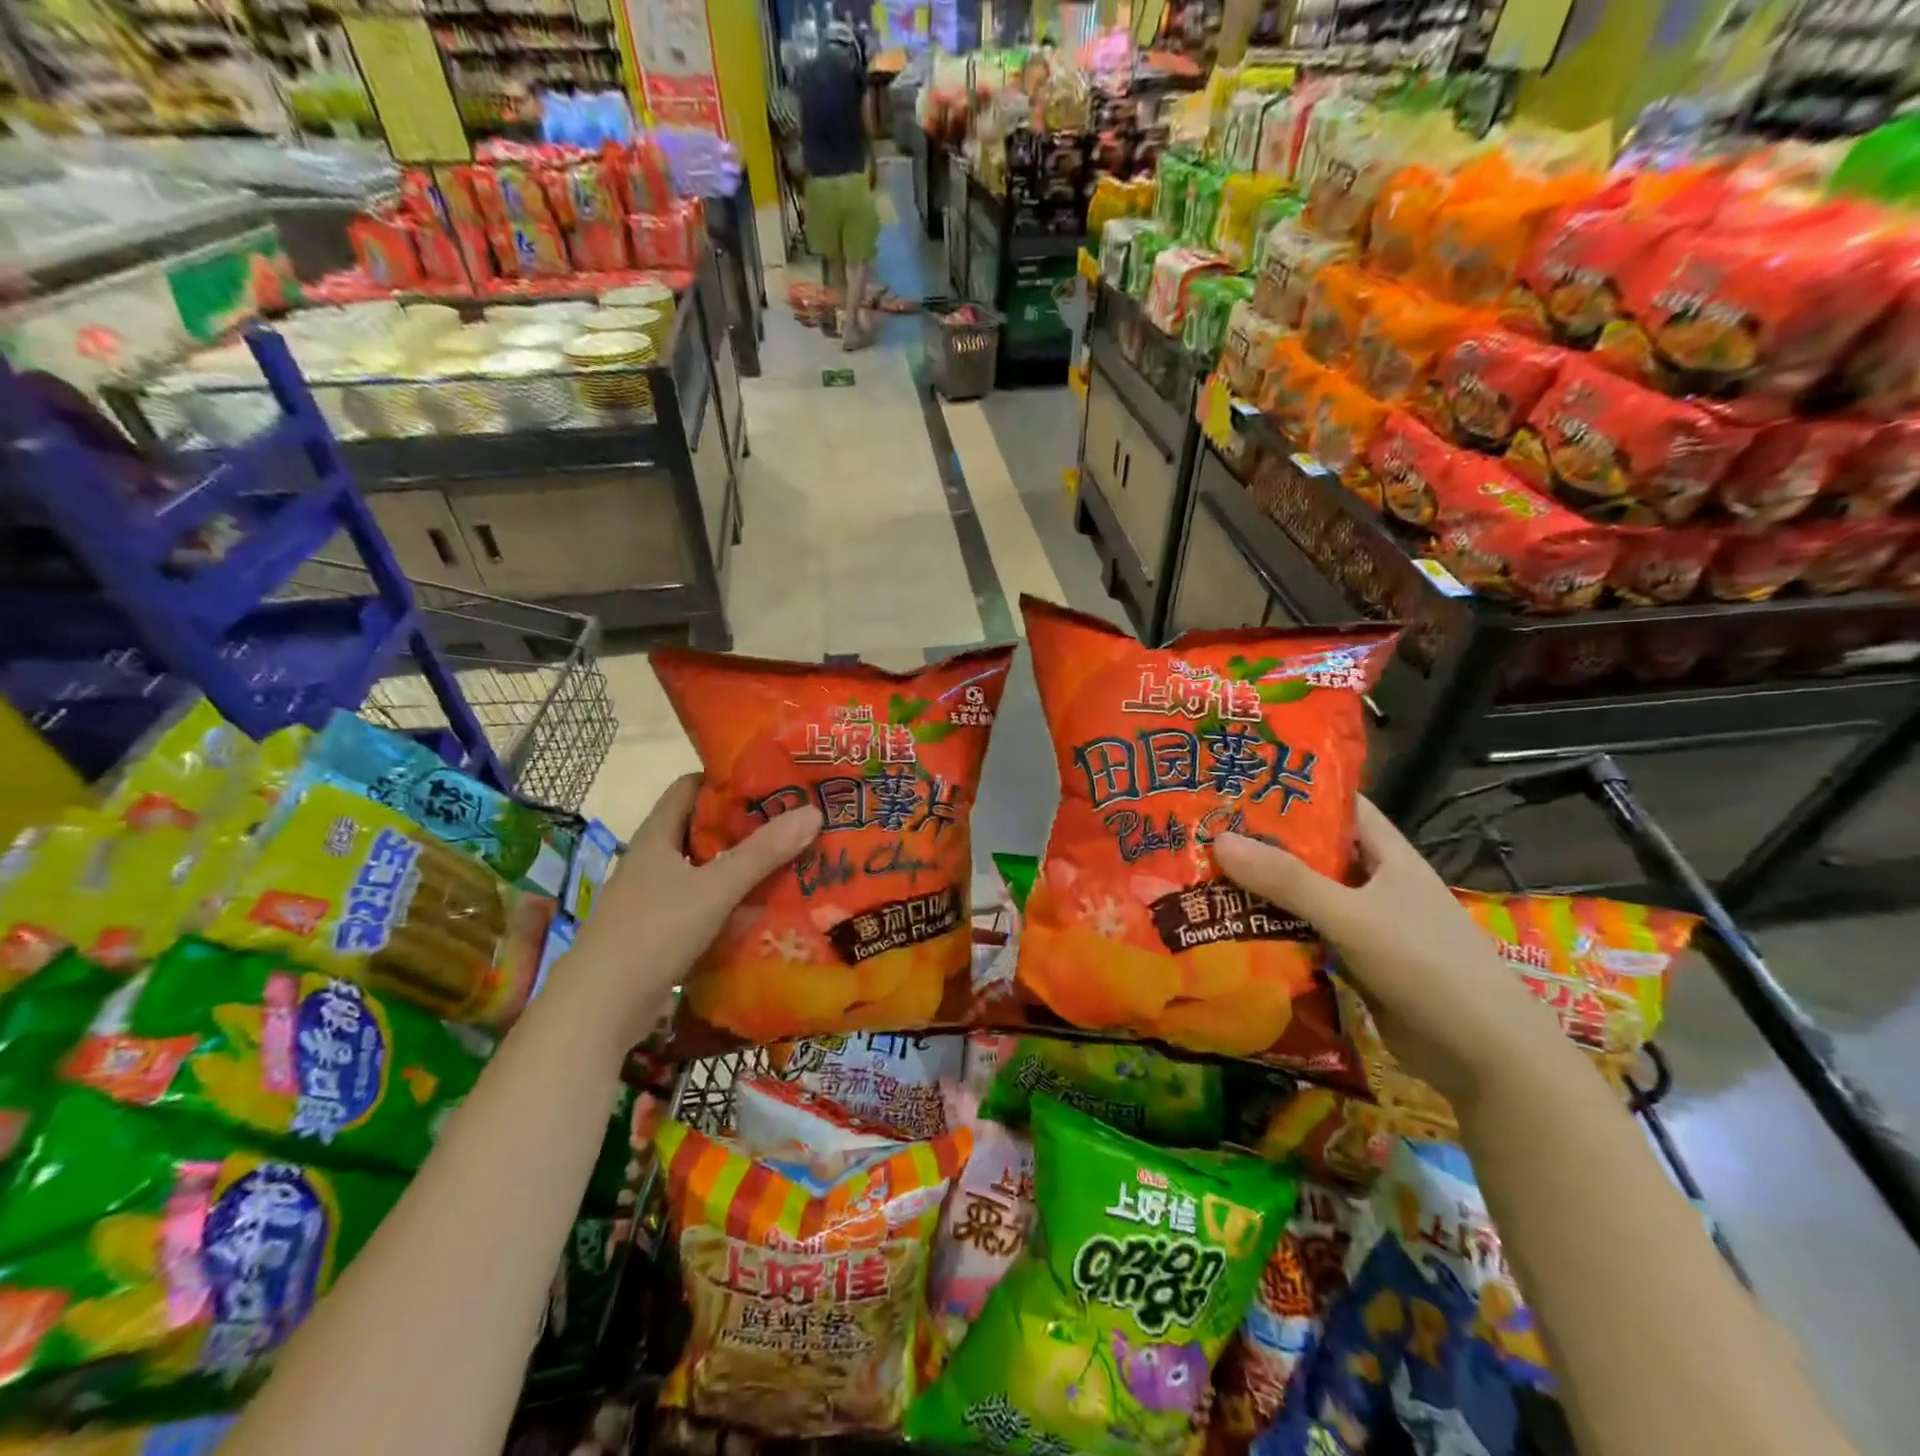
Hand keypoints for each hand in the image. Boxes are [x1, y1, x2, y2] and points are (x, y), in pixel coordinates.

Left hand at [567, 774, 821, 1044]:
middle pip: (703, 827)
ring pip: (706, 868)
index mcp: (657, 836)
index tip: (770, 780)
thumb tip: (813, 812)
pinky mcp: (663, 930)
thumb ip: (762, 852)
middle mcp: (654, 860)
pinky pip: (705, 902)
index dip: (726, 778)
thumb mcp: (714, 888)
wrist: (600, 1008)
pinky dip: (733, 899)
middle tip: (792, 820)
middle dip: (745, 823)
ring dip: (742, 864)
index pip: (689, 787)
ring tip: (790, 858)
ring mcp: (656, 897)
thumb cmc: (652, 933)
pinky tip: (765, 905)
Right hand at [1213, 797, 1563, 1106]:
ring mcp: (1367, 926)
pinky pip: (1307, 937)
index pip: (1342, 807)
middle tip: (1206, 829)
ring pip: (1307, 898)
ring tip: (1205, 874)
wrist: (1484, 1057)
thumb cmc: (1427, 965)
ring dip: (1265, 891)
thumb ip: (1287, 880)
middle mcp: (1376, 885)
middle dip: (1266, 843)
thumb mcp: (1352, 915)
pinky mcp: (1356, 964)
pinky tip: (1233, 928)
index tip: (1245, 781)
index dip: (1298, 790)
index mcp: (1388, 856)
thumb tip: (1219, 839)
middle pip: (1315, 853)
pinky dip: (1275, 932)